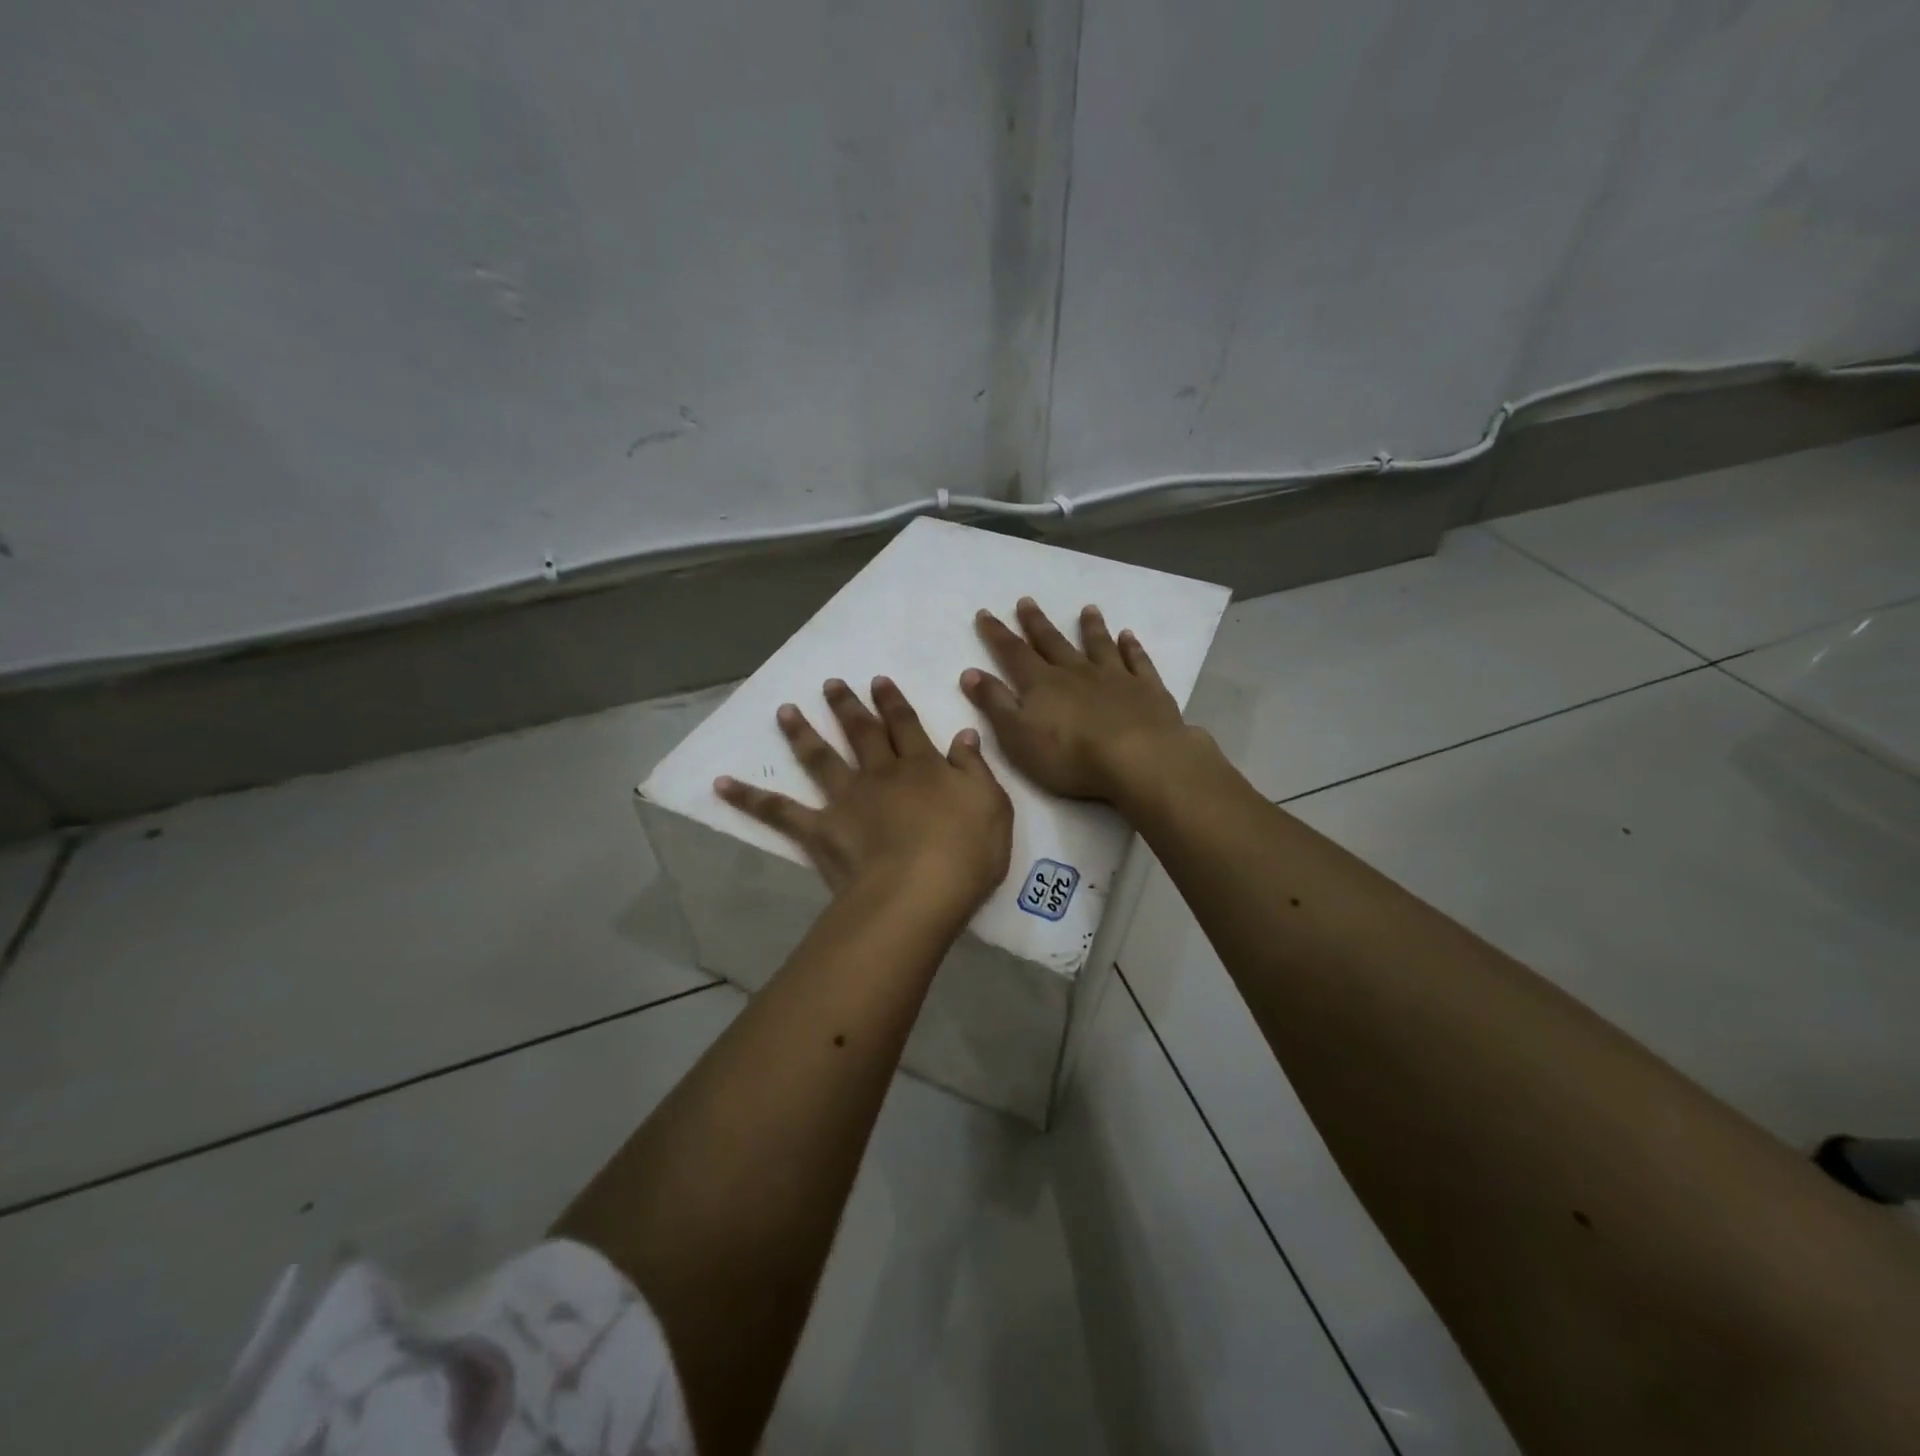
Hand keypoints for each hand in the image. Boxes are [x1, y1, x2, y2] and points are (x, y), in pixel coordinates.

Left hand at [717, 676, 1012, 914]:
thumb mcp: (992, 806)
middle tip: (831, 683)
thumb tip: (964, 734)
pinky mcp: (820, 830)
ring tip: (785, 710)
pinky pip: (779, 811)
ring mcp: (847, 799)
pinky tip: (721, 784)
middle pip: (862, 732)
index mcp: (922, 767)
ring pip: (821, 758)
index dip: (893, 702)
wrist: (920, 892)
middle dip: (847, 706)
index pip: (906, 725)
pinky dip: (748, 797)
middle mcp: (881, 774)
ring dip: (802, 732)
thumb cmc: (966, 853)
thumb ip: (975, 768)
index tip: (878, 680)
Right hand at [962, 599, 1195, 802]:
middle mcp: (1076, 672)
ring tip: (1087, 609)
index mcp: (1042, 684)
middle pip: (1053, 642)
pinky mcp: (1147, 689)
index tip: (985, 613)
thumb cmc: (1070, 756)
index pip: (1014, 653)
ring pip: (1098, 645)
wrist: (1138, 759)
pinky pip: (1138, 661)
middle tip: (1026, 601)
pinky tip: (1129, 636)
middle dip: (1037, 623)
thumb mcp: (1017, 735)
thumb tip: (970, 672)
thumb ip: (995, 702)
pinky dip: (1132, 647)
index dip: (997, 634)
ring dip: (1091, 627)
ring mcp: (1115, 677)